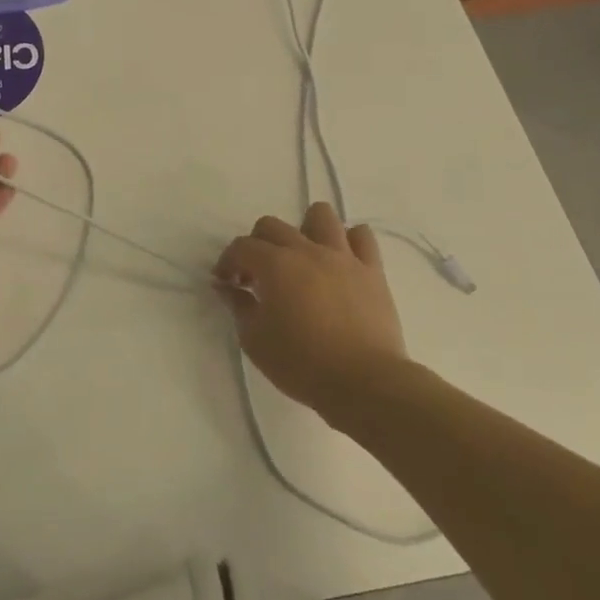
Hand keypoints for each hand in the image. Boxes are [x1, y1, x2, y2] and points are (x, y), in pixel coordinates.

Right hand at [214, 202, 409, 426]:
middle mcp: (307, 250)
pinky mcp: (372, 271)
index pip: (241, 247)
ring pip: (321, 216)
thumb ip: (239, 307)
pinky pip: (362, 237)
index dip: (227, 262)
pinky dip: (347, 241)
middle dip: (257, 245)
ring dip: (304, 230)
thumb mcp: (255, 341)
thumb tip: (229, 288)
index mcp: (275, 265)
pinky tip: (339, 262)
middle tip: (257, 276)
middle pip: (273, 226)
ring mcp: (343, 257)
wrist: (365, 383)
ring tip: (301, 257)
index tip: (226, 284)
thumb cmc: (302, 364)